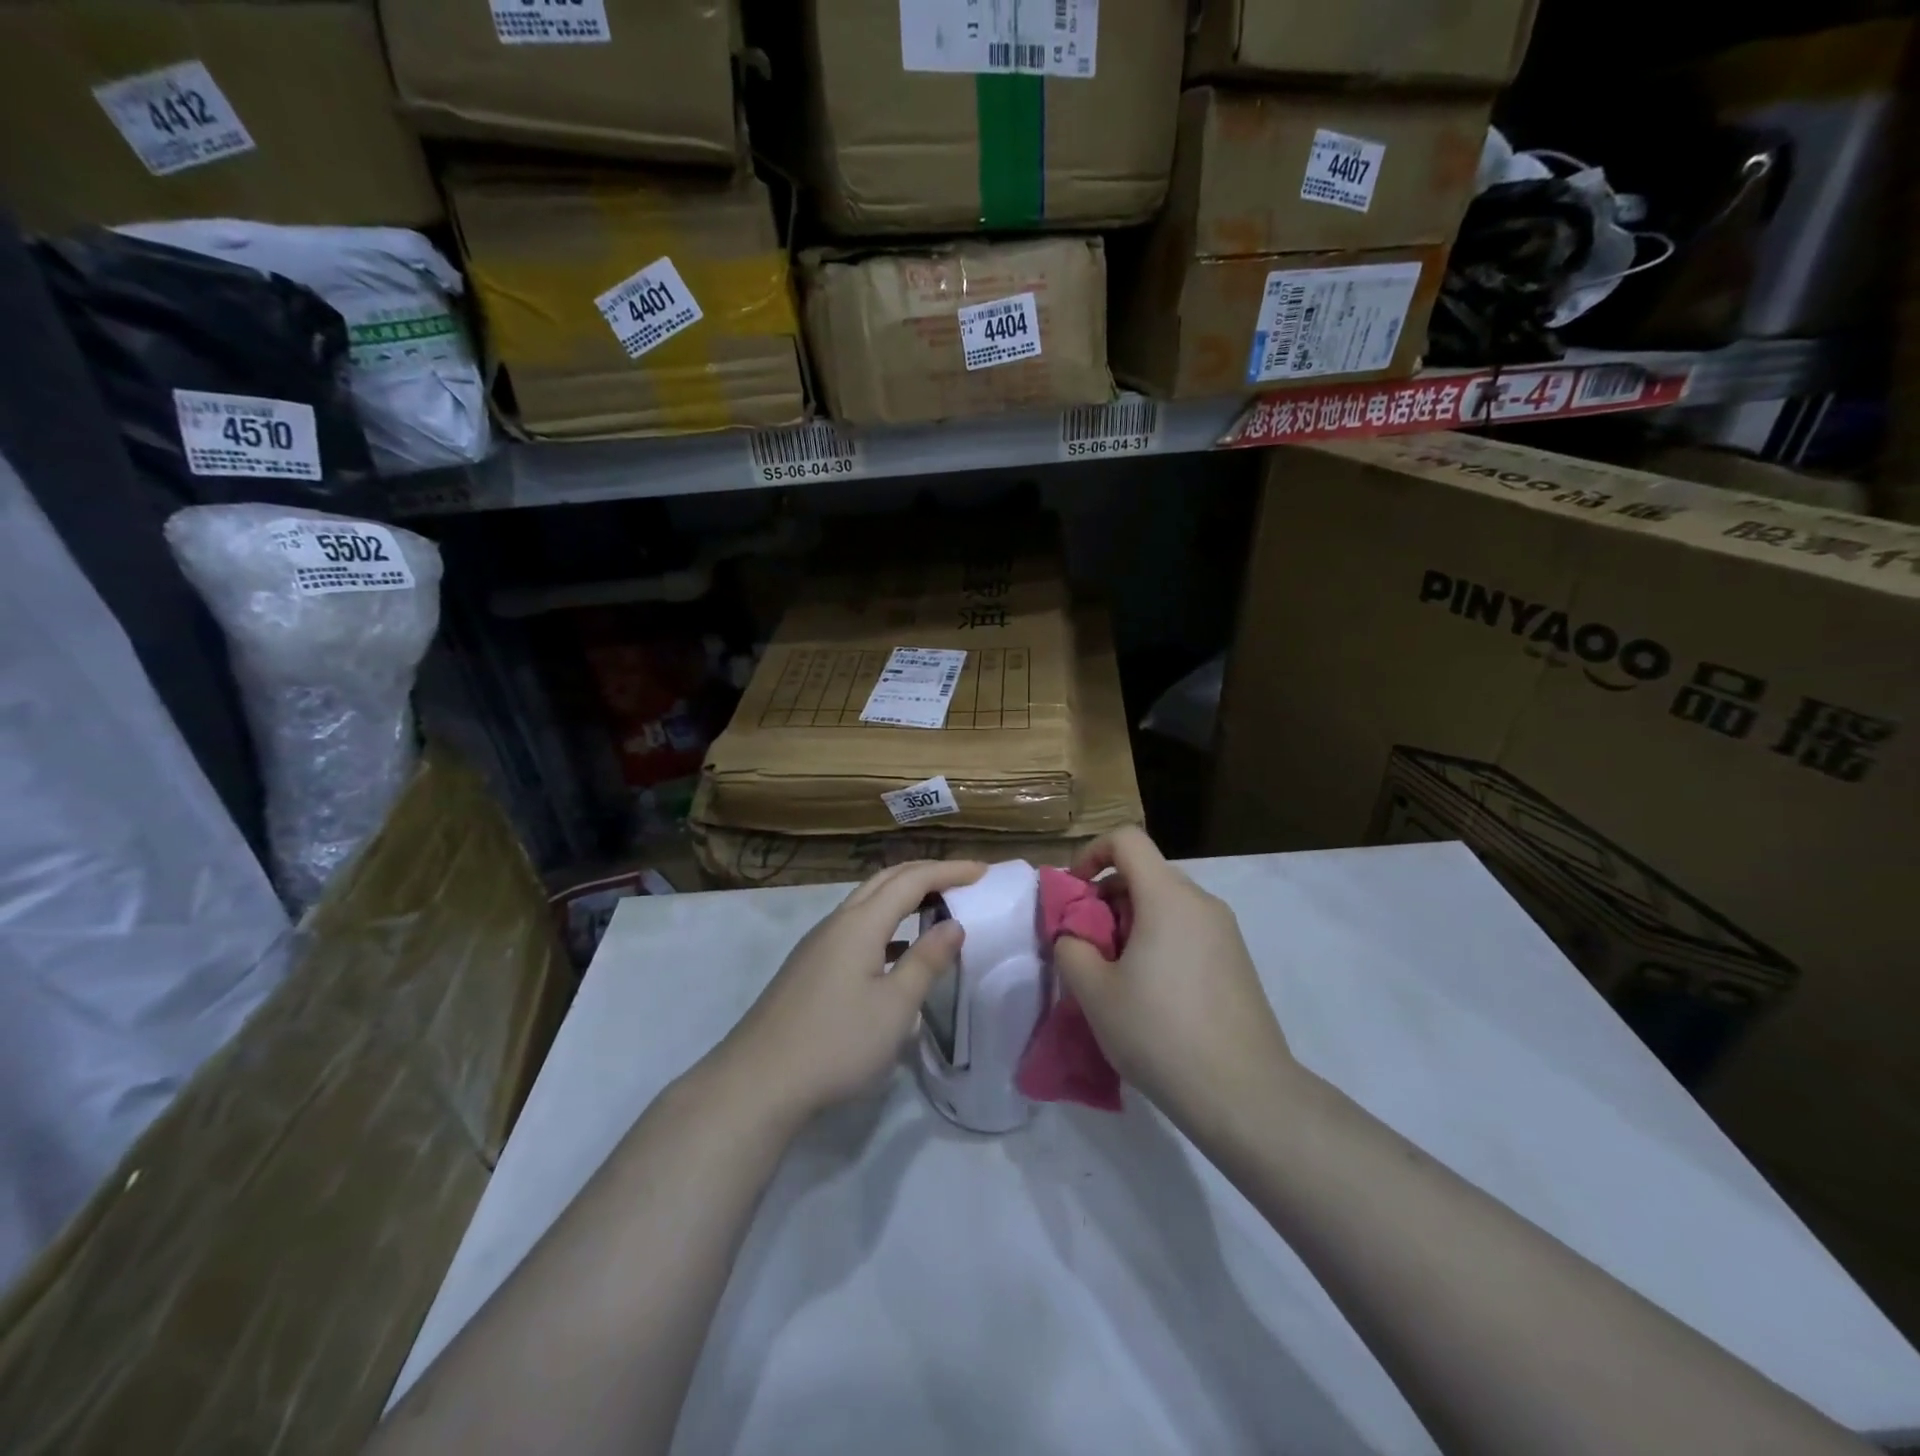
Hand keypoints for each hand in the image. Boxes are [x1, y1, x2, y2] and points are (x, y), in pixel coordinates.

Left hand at [720, 860, 985, 1120]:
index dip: (949, 870)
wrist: (758, 1081)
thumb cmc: (836, 1042)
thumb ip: (927, 961)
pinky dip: (886, 923)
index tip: (983, 872)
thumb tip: (954, 924)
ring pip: (867, 902)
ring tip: (936, 906)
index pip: (912, 879)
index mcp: (860, 923)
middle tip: (962, 879)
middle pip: (885, 880)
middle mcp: (837, 922)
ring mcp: (819, 944)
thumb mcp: (895, 1006)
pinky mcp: (810, 967)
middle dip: (926, 873)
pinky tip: (897, 951)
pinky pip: (856, 927)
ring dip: (903, 895)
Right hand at [1052, 828, 1300, 1134]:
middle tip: (1089, 947)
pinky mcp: (1237, 961)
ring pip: (1166, 904)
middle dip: (1107, 899)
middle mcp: (1202, 903)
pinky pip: (1188, 930)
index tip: (1075, 895)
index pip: (1126, 840)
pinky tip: (1152, 995)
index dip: (1091, 854)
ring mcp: (1225, 932)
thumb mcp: (1094, 992)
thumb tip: (1073, 934)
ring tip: (1117, 976)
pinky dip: (1160, 941)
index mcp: (1168, 897)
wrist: (1244, 1094)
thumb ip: (1071, 947)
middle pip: (1145, 874)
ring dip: (1132, 924)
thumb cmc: (1160, 1034)